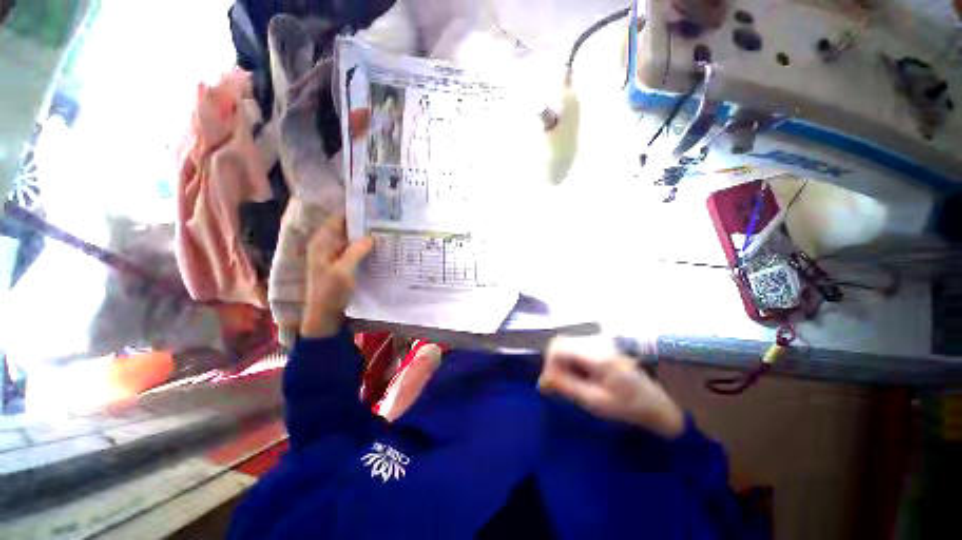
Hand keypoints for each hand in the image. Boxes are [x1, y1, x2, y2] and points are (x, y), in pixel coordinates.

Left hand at [301, 214, 373, 338]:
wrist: (324, 315)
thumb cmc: (329, 291)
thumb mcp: (343, 270)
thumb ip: (356, 251)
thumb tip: (371, 236)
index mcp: (322, 243)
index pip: (338, 220)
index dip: (354, 213)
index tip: (374, 209)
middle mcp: (327, 245)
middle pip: (346, 229)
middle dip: (363, 225)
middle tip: (385, 221)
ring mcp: (335, 256)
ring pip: (352, 240)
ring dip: (366, 237)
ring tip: (386, 232)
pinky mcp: (342, 264)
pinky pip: (355, 251)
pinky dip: (365, 248)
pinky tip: (379, 248)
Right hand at [538, 336, 684, 437]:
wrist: (659, 401)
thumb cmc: (630, 405)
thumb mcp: (596, 401)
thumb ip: (567, 387)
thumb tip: (542, 381)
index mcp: (596, 355)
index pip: (558, 348)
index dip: (548, 365)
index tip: (549, 386)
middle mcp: (595, 341)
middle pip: (560, 343)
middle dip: (552, 364)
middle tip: (556, 386)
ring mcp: (598, 341)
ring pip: (566, 344)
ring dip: (560, 363)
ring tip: (568, 383)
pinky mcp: (600, 345)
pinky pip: (575, 348)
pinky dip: (569, 361)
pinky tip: (578, 377)